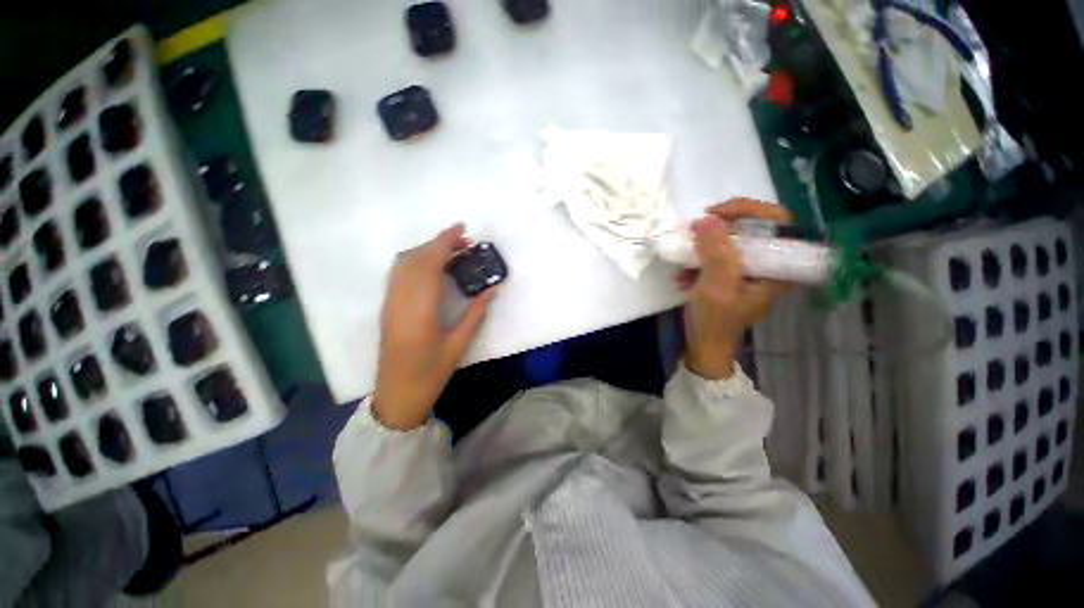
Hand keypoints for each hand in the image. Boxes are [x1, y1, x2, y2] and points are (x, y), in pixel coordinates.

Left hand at [372, 224, 497, 430]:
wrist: (397, 394)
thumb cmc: (431, 372)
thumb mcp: (459, 344)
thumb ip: (476, 313)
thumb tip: (493, 289)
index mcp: (420, 308)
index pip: (430, 263)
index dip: (445, 241)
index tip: (462, 228)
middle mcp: (401, 299)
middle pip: (416, 257)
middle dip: (440, 243)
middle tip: (465, 243)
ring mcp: (390, 301)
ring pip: (404, 263)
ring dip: (427, 250)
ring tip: (452, 253)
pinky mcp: (388, 306)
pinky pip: (398, 273)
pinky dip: (415, 261)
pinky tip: (432, 268)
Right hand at [678, 199, 790, 379]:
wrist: (703, 347)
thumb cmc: (715, 320)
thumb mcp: (716, 286)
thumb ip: (716, 252)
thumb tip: (706, 219)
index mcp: (776, 267)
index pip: (777, 221)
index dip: (748, 210)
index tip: (715, 214)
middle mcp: (766, 265)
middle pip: (750, 228)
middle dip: (718, 228)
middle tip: (694, 230)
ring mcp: (745, 271)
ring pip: (729, 242)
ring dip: (702, 247)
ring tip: (683, 259)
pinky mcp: (728, 277)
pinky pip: (715, 257)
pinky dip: (696, 263)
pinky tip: (683, 277)